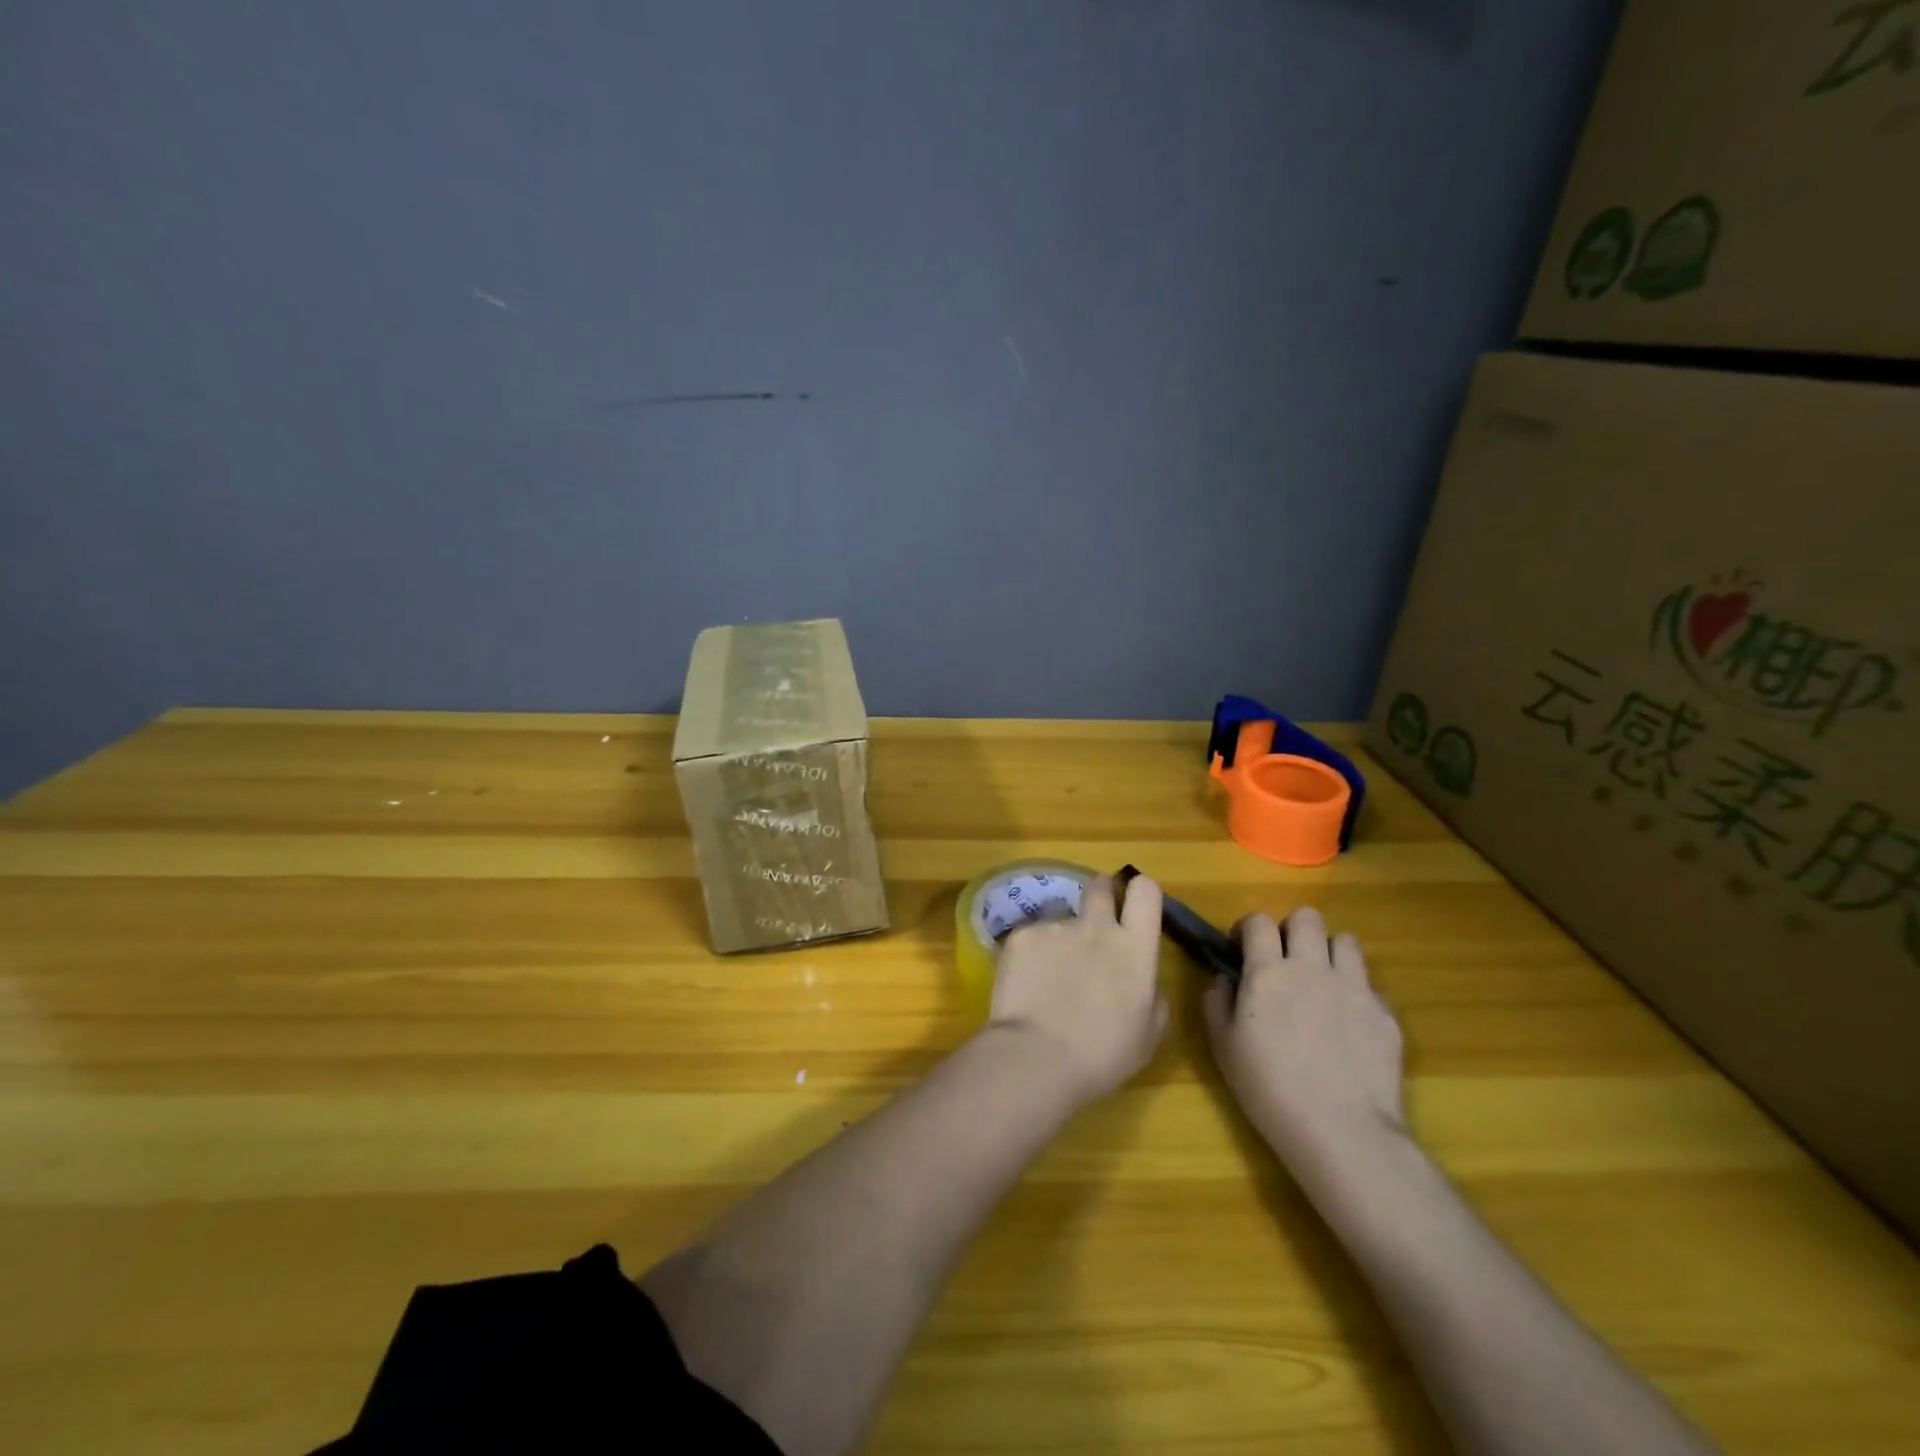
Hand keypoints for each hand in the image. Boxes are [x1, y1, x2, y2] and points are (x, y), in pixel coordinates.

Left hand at [988, 874, 1169, 1105]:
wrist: (1037, 1057)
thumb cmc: (1102, 1055)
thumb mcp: (1147, 1034)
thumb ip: (1152, 995)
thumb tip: (1143, 978)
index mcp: (1134, 949)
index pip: (1146, 892)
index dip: (1141, 892)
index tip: (1134, 905)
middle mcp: (1096, 926)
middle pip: (1099, 886)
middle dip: (1099, 893)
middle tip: (1093, 921)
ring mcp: (1056, 927)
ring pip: (1061, 918)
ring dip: (1061, 938)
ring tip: (1049, 976)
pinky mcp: (1022, 935)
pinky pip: (1031, 937)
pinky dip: (1030, 956)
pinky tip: (1026, 985)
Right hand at [1203, 907, 1405, 1178]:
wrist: (1342, 1130)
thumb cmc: (1269, 1089)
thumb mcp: (1223, 1046)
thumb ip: (1217, 1001)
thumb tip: (1224, 978)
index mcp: (1268, 971)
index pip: (1258, 921)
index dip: (1248, 928)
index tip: (1242, 949)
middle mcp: (1311, 967)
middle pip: (1307, 918)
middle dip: (1292, 929)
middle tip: (1285, 959)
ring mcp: (1354, 987)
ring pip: (1345, 940)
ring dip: (1329, 951)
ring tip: (1321, 980)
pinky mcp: (1385, 1013)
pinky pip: (1369, 983)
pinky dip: (1356, 991)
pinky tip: (1348, 1022)